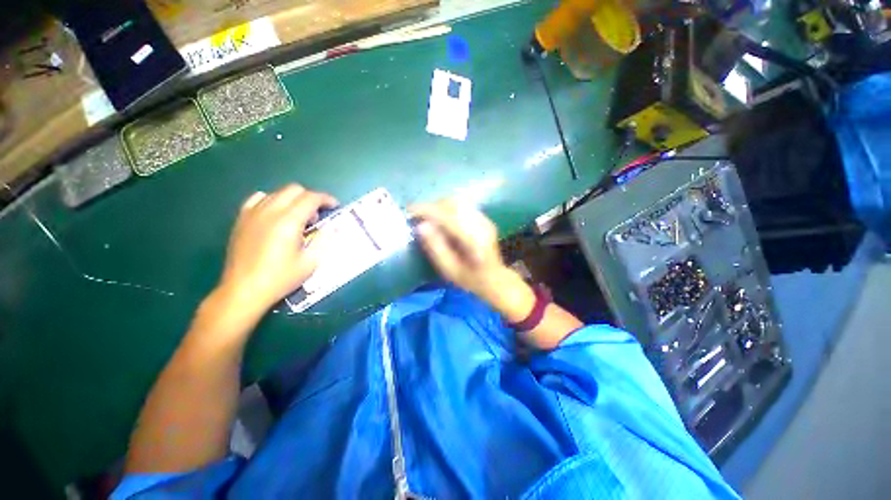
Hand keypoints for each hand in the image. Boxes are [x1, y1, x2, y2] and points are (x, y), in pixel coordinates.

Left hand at [216, 184, 337, 317]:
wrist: (244, 290)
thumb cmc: (281, 278)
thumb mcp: (310, 262)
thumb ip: (324, 240)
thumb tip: (332, 227)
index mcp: (288, 221)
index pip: (311, 198)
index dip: (326, 199)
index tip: (335, 206)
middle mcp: (270, 211)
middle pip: (294, 189)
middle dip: (310, 197)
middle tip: (317, 215)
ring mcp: (252, 214)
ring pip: (277, 193)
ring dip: (293, 199)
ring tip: (298, 217)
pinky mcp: (241, 220)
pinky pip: (258, 199)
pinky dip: (272, 201)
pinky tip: (276, 215)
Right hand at [409, 200, 533, 319]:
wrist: (495, 279)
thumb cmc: (471, 279)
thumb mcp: (450, 269)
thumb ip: (435, 248)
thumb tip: (421, 226)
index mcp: (473, 239)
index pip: (447, 216)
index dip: (427, 210)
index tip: (410, 210)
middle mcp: (481, 225)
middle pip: (453, 204)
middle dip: (432, 206)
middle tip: (418, 215)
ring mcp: (485, 220)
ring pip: (458, 202)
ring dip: (440, 206)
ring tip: (428, 217)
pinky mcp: (484, 219)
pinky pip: (463, 206)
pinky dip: (448, 208)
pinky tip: (442, 219)